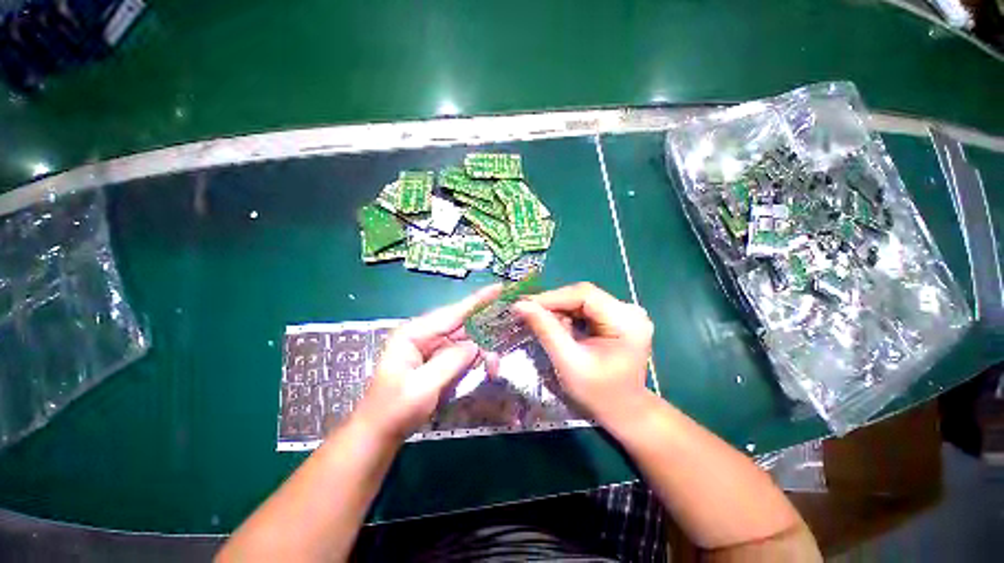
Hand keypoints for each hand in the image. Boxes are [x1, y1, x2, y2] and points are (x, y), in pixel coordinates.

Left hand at [353, 284, 502, 440]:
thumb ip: (450, 362)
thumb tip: (475, 345)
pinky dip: (475, 362)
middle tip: (504, 343)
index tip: (498, 289)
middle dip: (484, 334)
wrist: (379, 433)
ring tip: (493, 368)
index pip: (452, 313)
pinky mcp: (437, 361)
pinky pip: (462, 355)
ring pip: (465, 341)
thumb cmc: (394, 410)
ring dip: (482, 352)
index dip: (477, 300)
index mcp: (414, 334)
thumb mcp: (422, 387)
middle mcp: (424, 335)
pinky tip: (485, 371)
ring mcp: (431, 348)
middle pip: (462, 326)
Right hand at [512, 282, 652, 423]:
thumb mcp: (569, 362)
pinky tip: (556, 325)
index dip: (552, 297)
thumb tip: (520, 305)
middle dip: (553, 304)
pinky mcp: (617, 317)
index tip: (523, 304)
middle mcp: (630, 310)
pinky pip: (586, 308)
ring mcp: (625, 312)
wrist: (624, 410)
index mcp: (626, 321)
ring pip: (582, 300)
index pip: (584, 295)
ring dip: (558, 309)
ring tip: (538, 319)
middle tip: (526, 312)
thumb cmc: (598, 393)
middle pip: (583, 295)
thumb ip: (546, 330)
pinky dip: (568, 314)